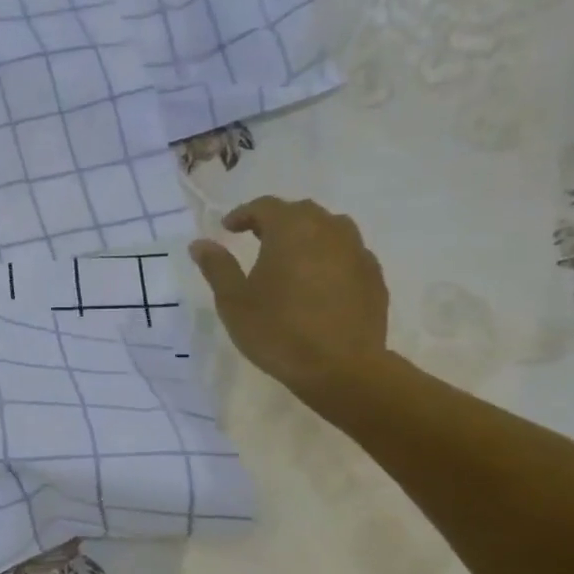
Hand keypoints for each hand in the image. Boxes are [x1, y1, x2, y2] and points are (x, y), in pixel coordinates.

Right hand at [190, 198, 390, 401]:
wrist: (340, 367)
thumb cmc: (277, 330)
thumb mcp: (234, 301)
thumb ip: (217, 267)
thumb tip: (200, 243)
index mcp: (292, 230)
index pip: (265, 206)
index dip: (243, 214)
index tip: (228, 228)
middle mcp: (329, 230)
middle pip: (301, 212)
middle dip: (276, 221)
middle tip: (256, 240)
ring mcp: (357, 251)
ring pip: (330, 229)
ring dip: (307, 236)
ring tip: (290, 259)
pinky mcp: (373, 276)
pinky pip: (347, 254)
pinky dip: (328, 258)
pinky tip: (317, 283)